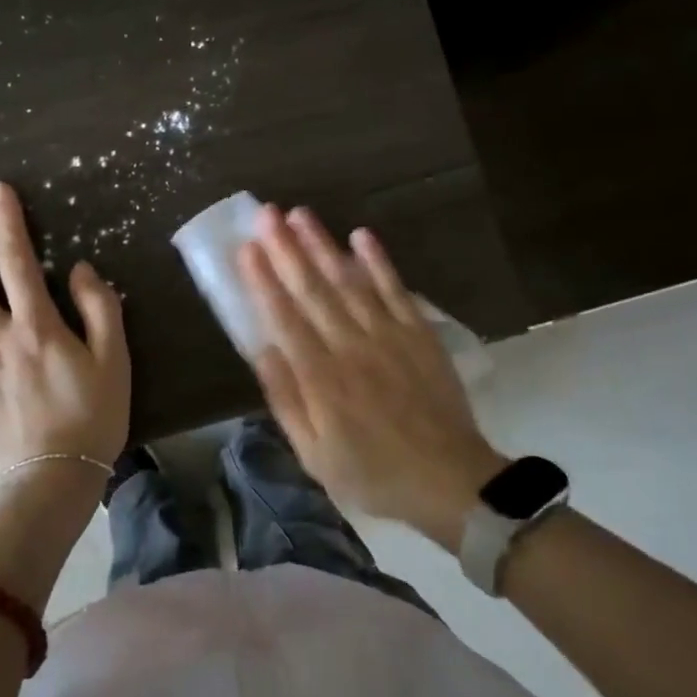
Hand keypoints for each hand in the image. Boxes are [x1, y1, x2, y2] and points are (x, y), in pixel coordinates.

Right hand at [238, 205, 504, 548]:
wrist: (450, 481)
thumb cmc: (373, 474)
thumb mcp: (315, 454)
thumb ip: (286, 400)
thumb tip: (260, 349)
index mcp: (321, 378)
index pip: (284, 318)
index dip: (262, 280)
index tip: (246, 248)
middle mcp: (351, 346)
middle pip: (313, 290)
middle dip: (286, 249)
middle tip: (266, 214)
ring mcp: (388, 336)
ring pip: (349, 281)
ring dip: (323, 245)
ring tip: (300, 214)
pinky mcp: (419, 334)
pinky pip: (395, 290)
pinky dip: (378, 262)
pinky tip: (360, 236)